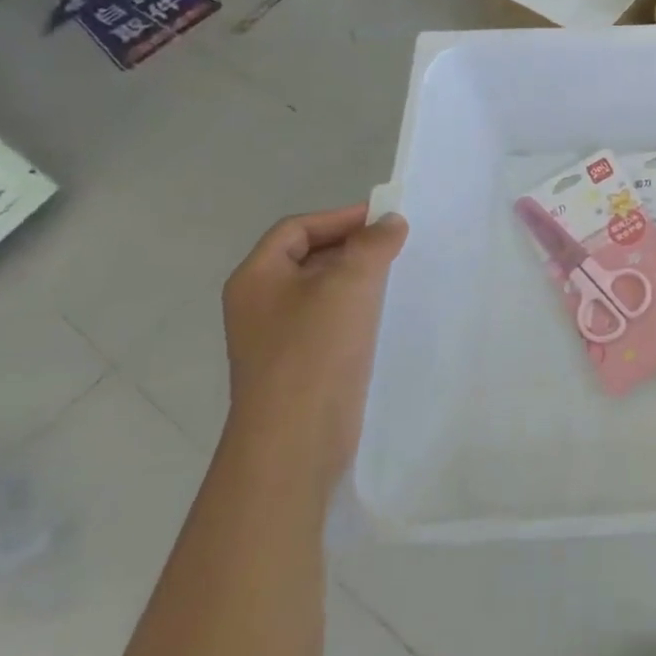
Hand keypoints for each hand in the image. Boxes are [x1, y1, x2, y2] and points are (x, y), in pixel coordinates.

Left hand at [220, 205, 408, 495]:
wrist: (295, 438)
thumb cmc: (315, 351)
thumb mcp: (349, 284)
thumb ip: (373, 245)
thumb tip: (391, 223)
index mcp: (257, 278)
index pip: (296, 229)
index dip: (340, 217)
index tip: (386, 220)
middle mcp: (260, 304)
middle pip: (308, 258)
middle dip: (352, 247)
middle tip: (397, 246)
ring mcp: (277, 338)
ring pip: (322, 293)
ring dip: (358, 280)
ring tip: (398, 277)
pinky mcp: (300, 366)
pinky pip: (330, 324)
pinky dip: (357, 312)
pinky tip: (386, 318)